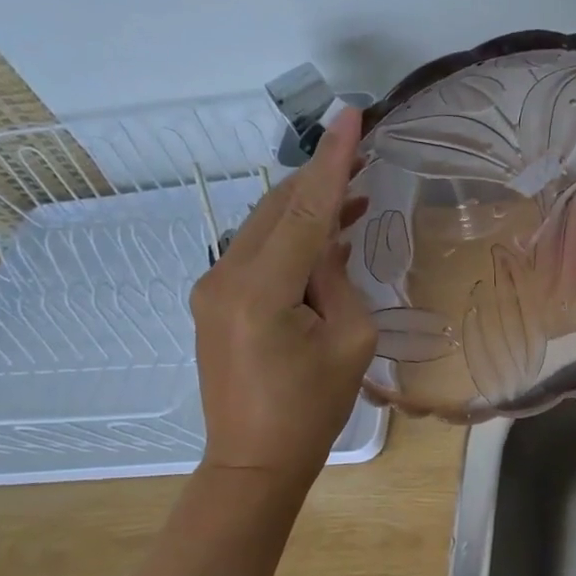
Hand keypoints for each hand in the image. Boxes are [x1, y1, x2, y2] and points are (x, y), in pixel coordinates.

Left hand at [189, 108, 375, 482]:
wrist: (254, 460)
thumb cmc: (311, 409)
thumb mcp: (349, 340)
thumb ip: (337, 279)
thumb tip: (325, 245)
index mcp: (261, 289)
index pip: (305, 208)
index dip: (332, 159)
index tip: (351, 115)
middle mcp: (226, 275)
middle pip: (279, 207)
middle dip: (321, 175)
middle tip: (362, 149)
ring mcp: (213, 286)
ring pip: (267, 225)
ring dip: (309, 206)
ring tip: (355, 190)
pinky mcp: (215, 299)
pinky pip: (259, 252)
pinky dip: (293, 237)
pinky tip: (327, 234)